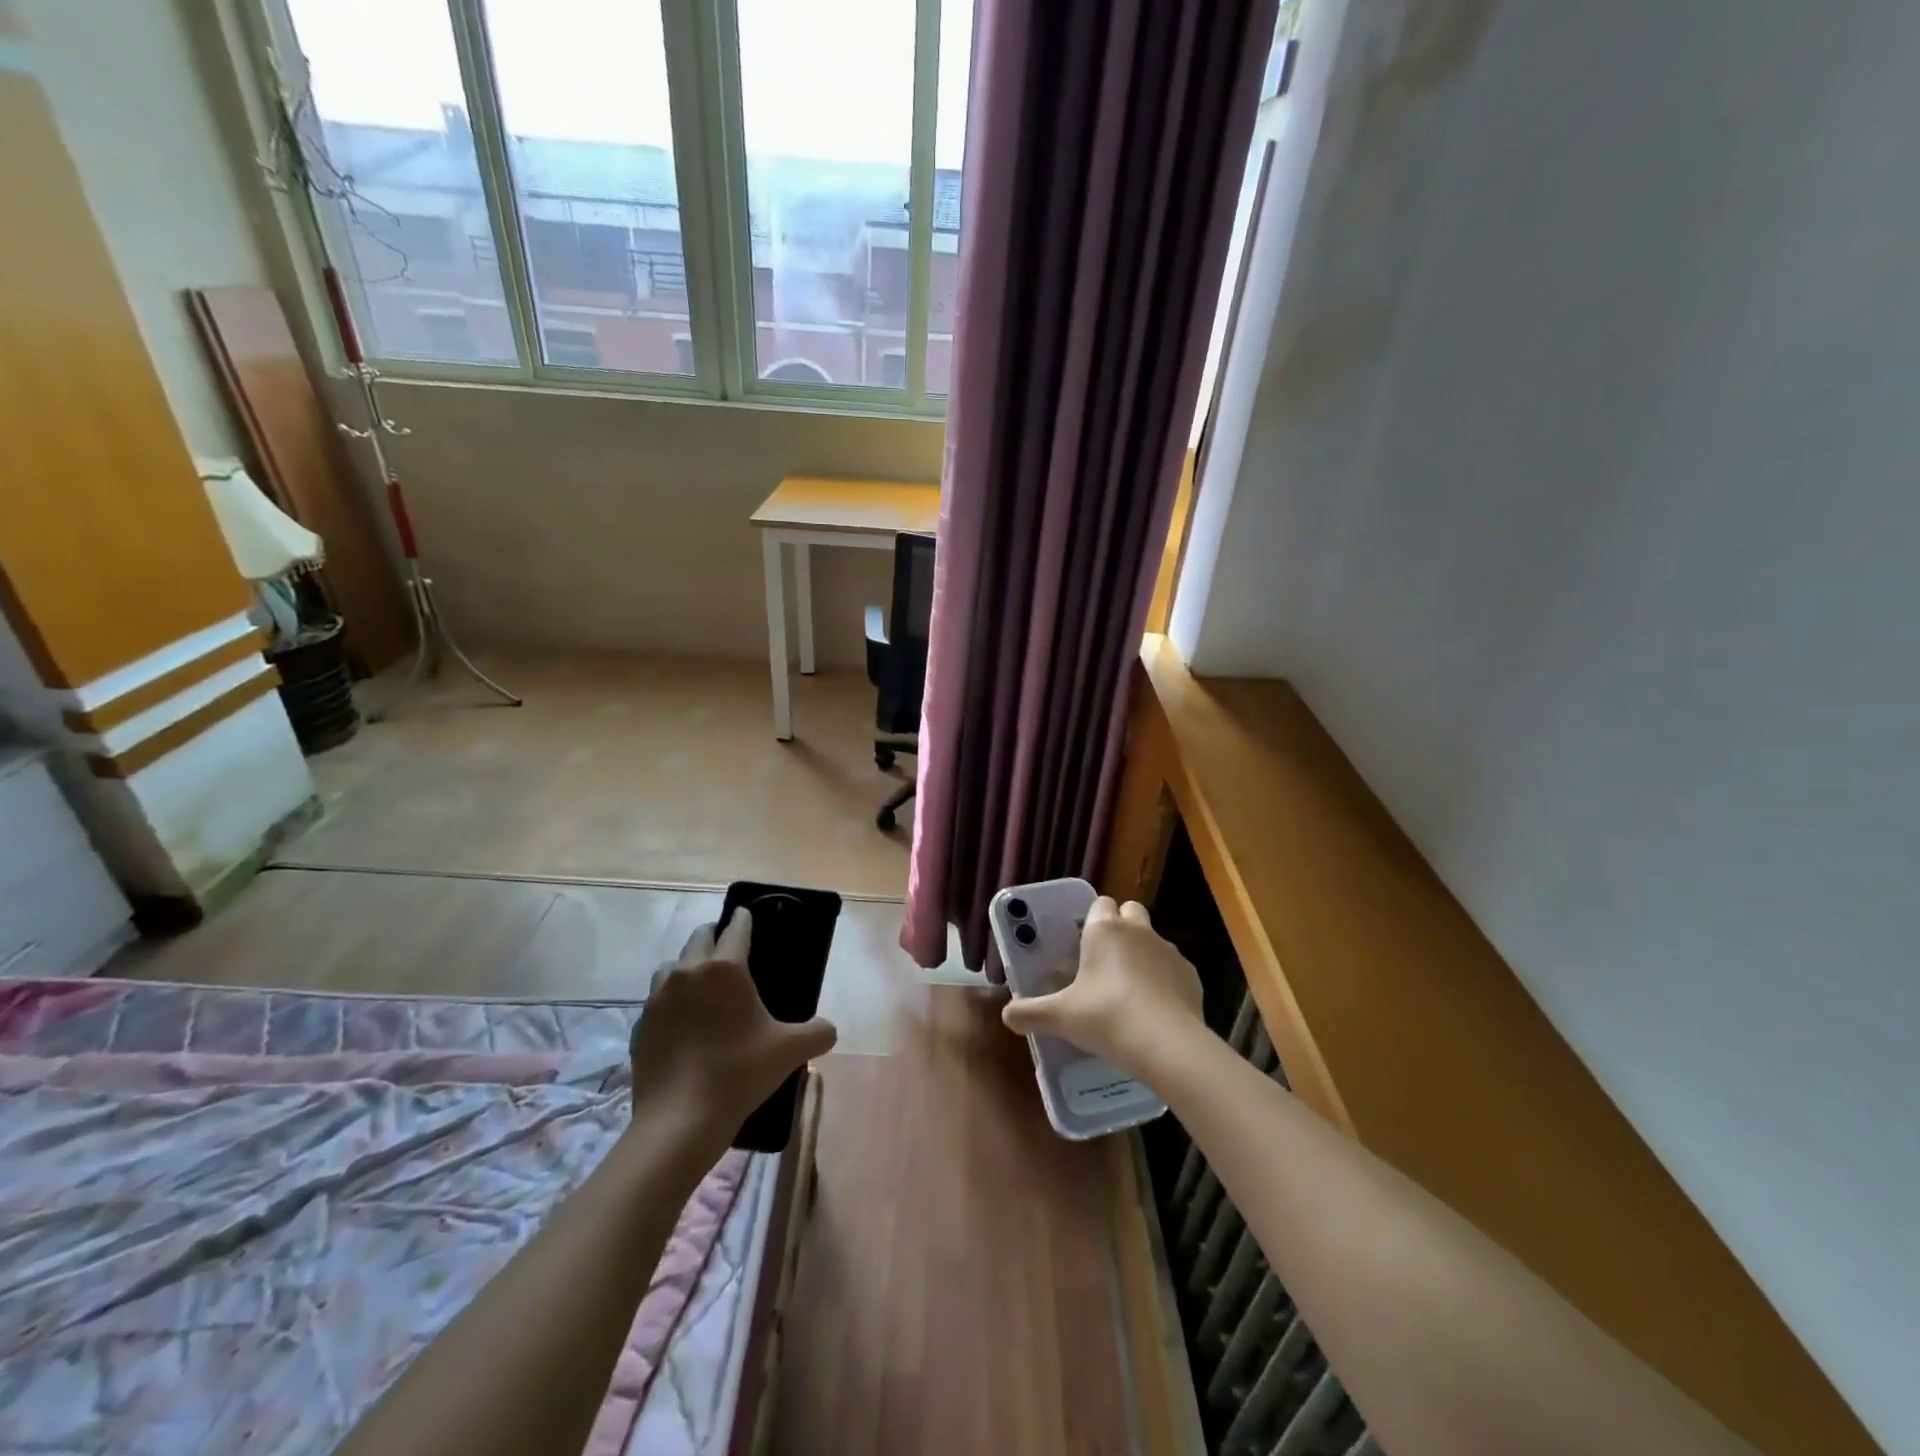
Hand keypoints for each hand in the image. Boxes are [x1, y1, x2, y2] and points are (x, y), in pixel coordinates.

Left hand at [628, 909, 837, 1152]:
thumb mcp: (790, 1051)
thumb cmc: (739, 1073)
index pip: (736, 928)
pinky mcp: (639, 1026)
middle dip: (714, 936)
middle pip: (699, 938)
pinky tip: (682, 1025)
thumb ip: (817, 1033)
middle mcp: (688, 972)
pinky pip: (657, 1001)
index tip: (747, 914)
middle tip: (728, 949)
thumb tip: (828, 1030)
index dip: (744, 919)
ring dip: (687, 967)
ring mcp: (658, 999)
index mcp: (725, 968)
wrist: (679, 1121)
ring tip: (702, 987)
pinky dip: (670, 1003)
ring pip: (672, 967)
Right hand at [1001, 897, 1204, 1080]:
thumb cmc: (1106, 1018)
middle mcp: (1138, 931)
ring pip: (1153, 940)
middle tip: (1104, 960)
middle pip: (1130, 911)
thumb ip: (1030, 1013)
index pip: (1100, 904)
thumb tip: (1006, 1015)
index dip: (1091, 920)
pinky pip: (1173, 969)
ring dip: (1142, 954)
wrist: (1167, 1045)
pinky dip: (1164, 980)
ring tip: (1129, 991)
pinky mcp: (1191, 975)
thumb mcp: (1060, 1018)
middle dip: (1121, 926)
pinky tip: (1154, 1010)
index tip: (1082, 943)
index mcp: (1104, 930)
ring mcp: (1169, 951)